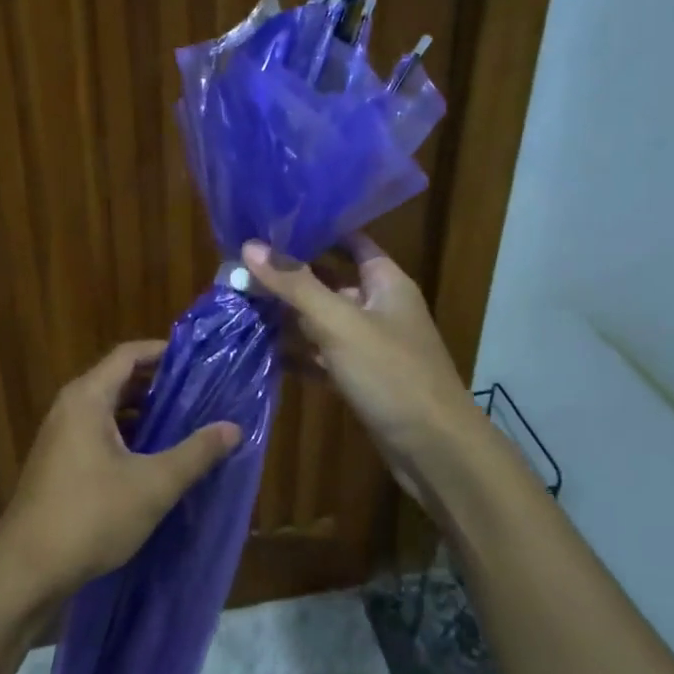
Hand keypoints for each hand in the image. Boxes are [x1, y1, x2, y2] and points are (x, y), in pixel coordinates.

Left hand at [0, 341, 240, 607]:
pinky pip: (98, 433)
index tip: (200, 360)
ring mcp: (60, 437)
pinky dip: (127, 436)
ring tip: (185, 424)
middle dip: (159, 385)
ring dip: (144, 414)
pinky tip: (153, 459)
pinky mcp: (58, 464)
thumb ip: (195, 453)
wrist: (26, 572)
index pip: (128, 355)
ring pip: (109, 410)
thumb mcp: (153, 485)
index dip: (164, 352)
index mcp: (87, 398)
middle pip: (119, 380)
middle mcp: (69, 408)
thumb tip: (233, 427)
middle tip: (201, 394)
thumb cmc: (90, 516)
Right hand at [242, 236, 481, 505]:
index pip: (349, 240)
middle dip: (289, 276)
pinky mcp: (360, 378)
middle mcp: (379, 307)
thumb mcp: (339, 322)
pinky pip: (323, 357)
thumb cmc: (390, 373)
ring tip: (240, 302)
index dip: (314, 230)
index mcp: (385, 281)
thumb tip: (249, 246)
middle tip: (239, 265)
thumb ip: (295, 284)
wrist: (433, 450)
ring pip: (323, 320)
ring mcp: (370, 345)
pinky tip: (262, 350)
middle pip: (329, 281)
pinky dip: (297, 353)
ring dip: (288, 315)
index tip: (269, 223)